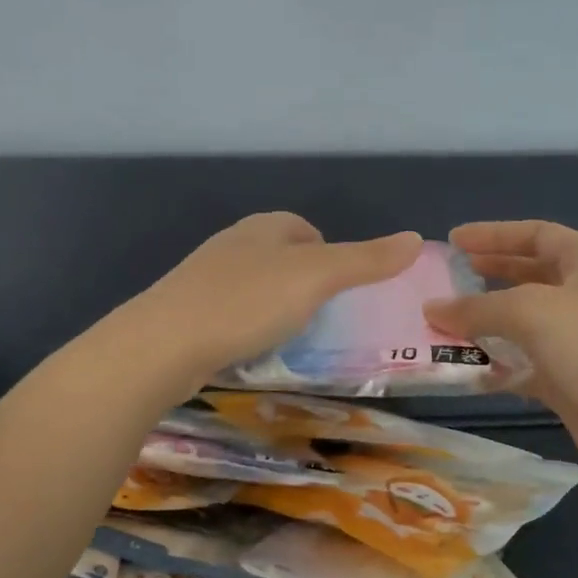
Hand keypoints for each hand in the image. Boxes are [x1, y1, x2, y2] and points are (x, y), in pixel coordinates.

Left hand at [129, 213, 422, 389]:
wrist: (163, 344)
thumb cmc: (246, 302)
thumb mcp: (316, 278)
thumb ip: (365, 260)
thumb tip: (415, 238)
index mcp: (263, 227)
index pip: (303, 228)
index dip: (328, 253)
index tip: (341, 289)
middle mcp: (232, 244)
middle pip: (278, 255)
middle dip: (302, 281)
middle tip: (322, 318)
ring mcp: (204, 278)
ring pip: (252, 285)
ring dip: (274, 305)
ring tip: (290, 337)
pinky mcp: (186, 312)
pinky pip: (229, 313)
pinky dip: (247, 327)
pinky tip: (251, 350)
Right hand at [424, 220, 577, 485]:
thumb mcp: (531, 311)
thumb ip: (477, 308)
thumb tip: (432, 308)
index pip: (535, 234)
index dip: (493, 234)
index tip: (453, 241)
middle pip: (527, 277)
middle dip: (486, 278)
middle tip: (444, 282)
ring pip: (522, 325)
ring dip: (485, 326)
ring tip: (441, 327)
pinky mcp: (571, 381)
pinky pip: (524, 366)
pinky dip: (497, 366)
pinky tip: (466, 370)